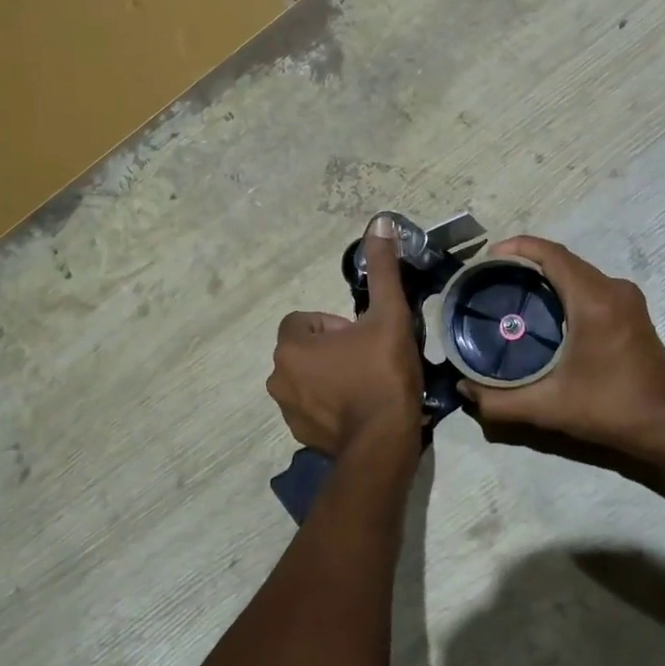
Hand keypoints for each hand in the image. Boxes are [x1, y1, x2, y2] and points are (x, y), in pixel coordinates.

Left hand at [267, 217, 423, 459]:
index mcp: (290, 345)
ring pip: (308, 377)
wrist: (384, 443)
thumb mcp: (387, 315)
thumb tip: (380, 221)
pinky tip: (360, 410)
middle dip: (334, 350)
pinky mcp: (299, 435)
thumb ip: (381, 269)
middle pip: (306, 348)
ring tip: (367, 386)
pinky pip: (313, 406)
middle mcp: (277, 376)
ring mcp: (285, 410)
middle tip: (369, 361)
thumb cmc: (382, 373)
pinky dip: (331, 404)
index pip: (305, 319)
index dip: (336, 324)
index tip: (363, 338)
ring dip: (331, 376)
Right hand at [458, 236, 664, 462]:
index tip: (487, 258)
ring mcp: (627, 299)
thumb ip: (500, 400)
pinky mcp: (632, 311)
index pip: (552, 254)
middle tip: (491, 279)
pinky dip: (564, 287)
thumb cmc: (610, 409)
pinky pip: (591, 285)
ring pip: (578, 272)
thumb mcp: (548, 407)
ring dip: (546, 275)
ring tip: (511, 292)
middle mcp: (613, 289)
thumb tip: (463, 389)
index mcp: (594, 300)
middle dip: (526, 261)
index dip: (517, 247)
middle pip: (563, 260)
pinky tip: (545, 311)